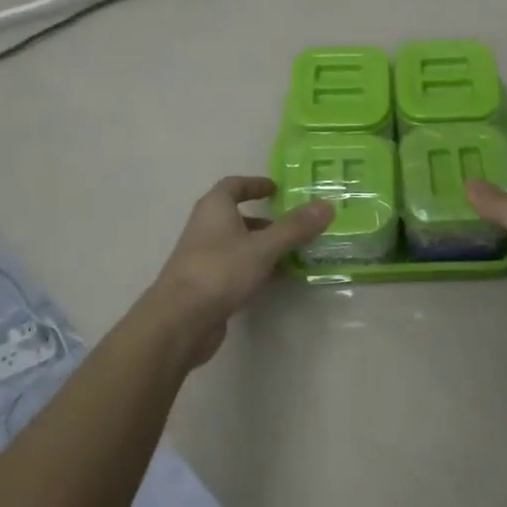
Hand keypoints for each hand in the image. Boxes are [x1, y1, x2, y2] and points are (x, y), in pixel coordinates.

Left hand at [140, 176, 332, 368]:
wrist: (179, 321)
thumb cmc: (220, 271)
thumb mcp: (263, 247)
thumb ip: (295, 227)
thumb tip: (327, 205)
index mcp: (214, 208)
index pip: (234, 185)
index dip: (255, 184)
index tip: (277, 189)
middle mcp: (206, 227)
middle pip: (238, 216)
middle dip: (267, 220)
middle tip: (296, 225)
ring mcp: (204, 258)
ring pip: (239, 245)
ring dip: (264, 246)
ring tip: (296, 253)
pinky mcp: (206, 285)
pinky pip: (236, 269)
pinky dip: (257, 269)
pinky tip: (277, 280)